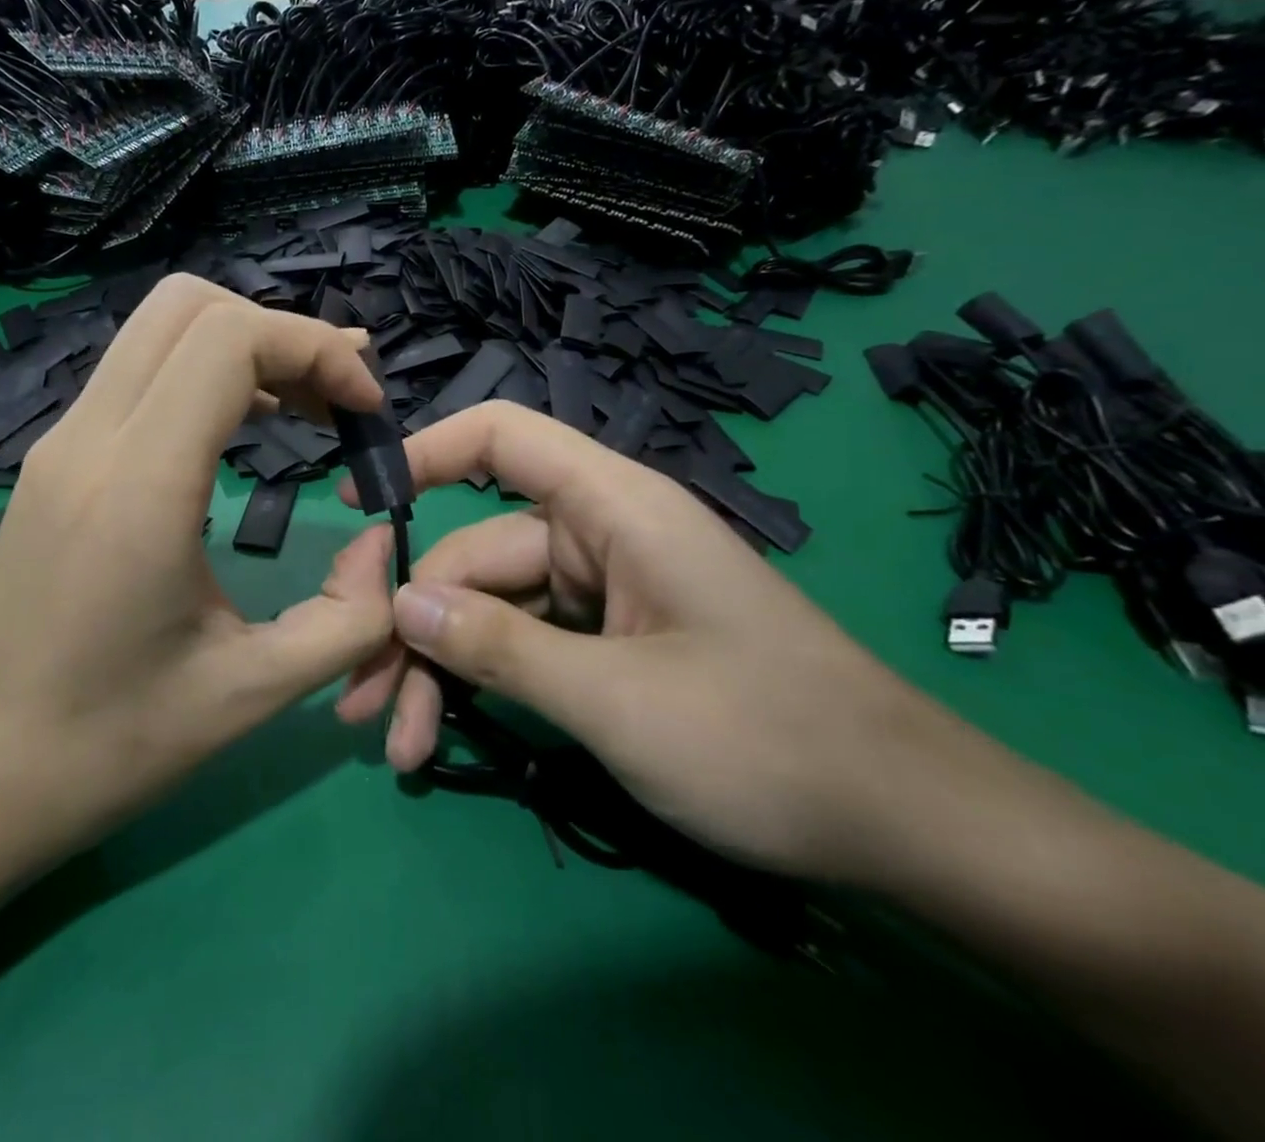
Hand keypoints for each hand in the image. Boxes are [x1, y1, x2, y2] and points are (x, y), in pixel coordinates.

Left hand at [0, 275, 395, 863]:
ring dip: (243, 346)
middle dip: (280, 333)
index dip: (314, 349)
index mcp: (140, 486)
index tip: (364, 409)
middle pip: (188, 304)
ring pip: (158, 328)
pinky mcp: (54, 458)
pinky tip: (241, 427)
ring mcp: (60, 441)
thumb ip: (350, 616)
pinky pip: (137, 372)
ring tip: (303, 407)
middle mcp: (90, 439)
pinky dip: (203, 373)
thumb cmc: (112, 744)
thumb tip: (384, 543)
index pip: (229, 339)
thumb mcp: (254, 691)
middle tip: (335, 399)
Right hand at [336, 402, 975, 883]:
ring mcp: (601, 591)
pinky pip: (522, 645)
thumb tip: (401, 604)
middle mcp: (598, 535)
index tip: (357, 503)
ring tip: (393, 742)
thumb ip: (500, 647)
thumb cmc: (769, 741)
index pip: (501, 438)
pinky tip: (438, 739)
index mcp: (612, 507)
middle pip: (475, 551)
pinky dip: (480, 688)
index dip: (425, 453)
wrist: (907, 826)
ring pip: (489, 609)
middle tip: (359, 697)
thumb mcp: (617, 701)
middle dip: (414, 623)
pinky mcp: (606, 641)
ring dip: (438, 670)